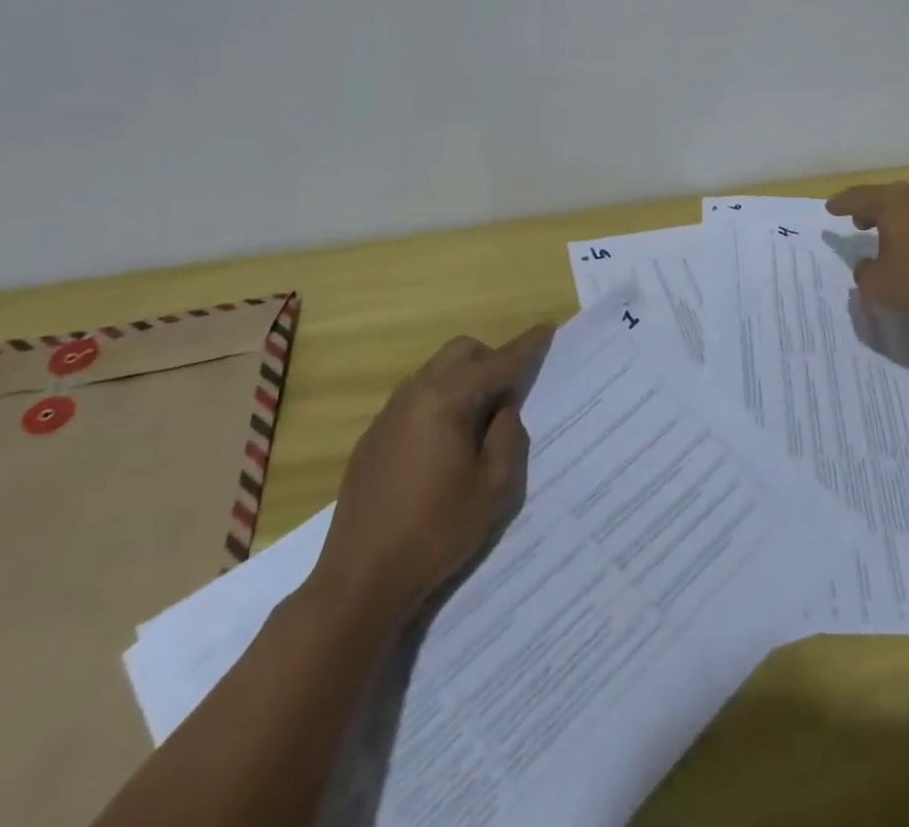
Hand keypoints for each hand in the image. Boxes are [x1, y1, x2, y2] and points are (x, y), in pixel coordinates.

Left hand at [309, 322, 553, 621]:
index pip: (498, 363)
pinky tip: (444, 445)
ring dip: (464, 380)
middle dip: (491, 360)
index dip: (526, 346)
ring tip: (480, 423)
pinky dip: (441, 401)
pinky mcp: (373, 437)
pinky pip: (416, 398)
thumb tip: (503, 409)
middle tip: (511, 395)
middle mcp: (415, 394)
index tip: (548, 327)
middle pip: (461, 352)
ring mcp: (389, 414)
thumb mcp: (494, 488)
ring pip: (436, 371)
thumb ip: (509, 436)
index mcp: (446, 400)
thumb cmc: (436, 532)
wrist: (360, 580)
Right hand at [826, 183, 908, 321]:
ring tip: (894, 238)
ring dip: (902, 222)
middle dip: (872, 210)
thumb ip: (865, 276)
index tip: (830, 208)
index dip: (842, 204)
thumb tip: (865, 267)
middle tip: (860, 222)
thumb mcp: (882, 287)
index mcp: (893, 204)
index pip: (859, 198)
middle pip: (889, 199)